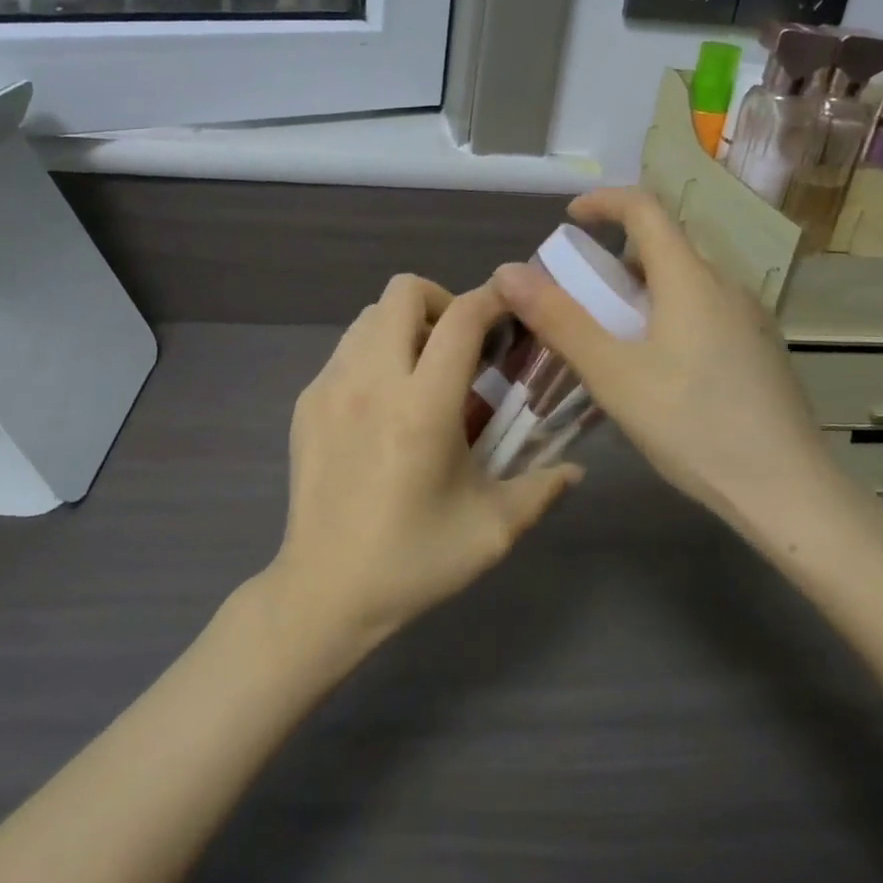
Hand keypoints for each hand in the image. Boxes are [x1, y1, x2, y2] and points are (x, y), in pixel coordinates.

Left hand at [268, 274, 581, 655]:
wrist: (325, 591)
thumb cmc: (413, 560)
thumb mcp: (491, 529)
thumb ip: (541, 488)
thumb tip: (576, 469)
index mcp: (423, 407)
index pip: (462, 318)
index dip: (493, 299)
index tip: (512, 307)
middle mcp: (372, 381)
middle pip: (404, 292)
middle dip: (442, 301)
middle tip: (461, 345)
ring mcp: (331, 386)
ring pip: (369, 315)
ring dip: (403, 325)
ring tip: (422, 370)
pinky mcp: (306, 402)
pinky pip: (345, 350)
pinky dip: (373, 353)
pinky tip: (384, 403)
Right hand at [493, 188, 881, 551]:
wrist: (789, 492)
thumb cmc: (694, 427)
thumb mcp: (614, 375)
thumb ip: (560, 320)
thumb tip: (508, 272)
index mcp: (690, 279)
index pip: (646, 208)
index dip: (604, 201)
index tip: (570, 219)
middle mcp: (726, 285)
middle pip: (664, 246)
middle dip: (614, 258)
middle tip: (578, 295)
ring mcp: (749, 318)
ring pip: (685, 282)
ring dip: (641, 291)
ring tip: (610, 337)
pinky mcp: (759, 349)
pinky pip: (704, 309)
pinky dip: (668, 315)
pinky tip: (656, 369)